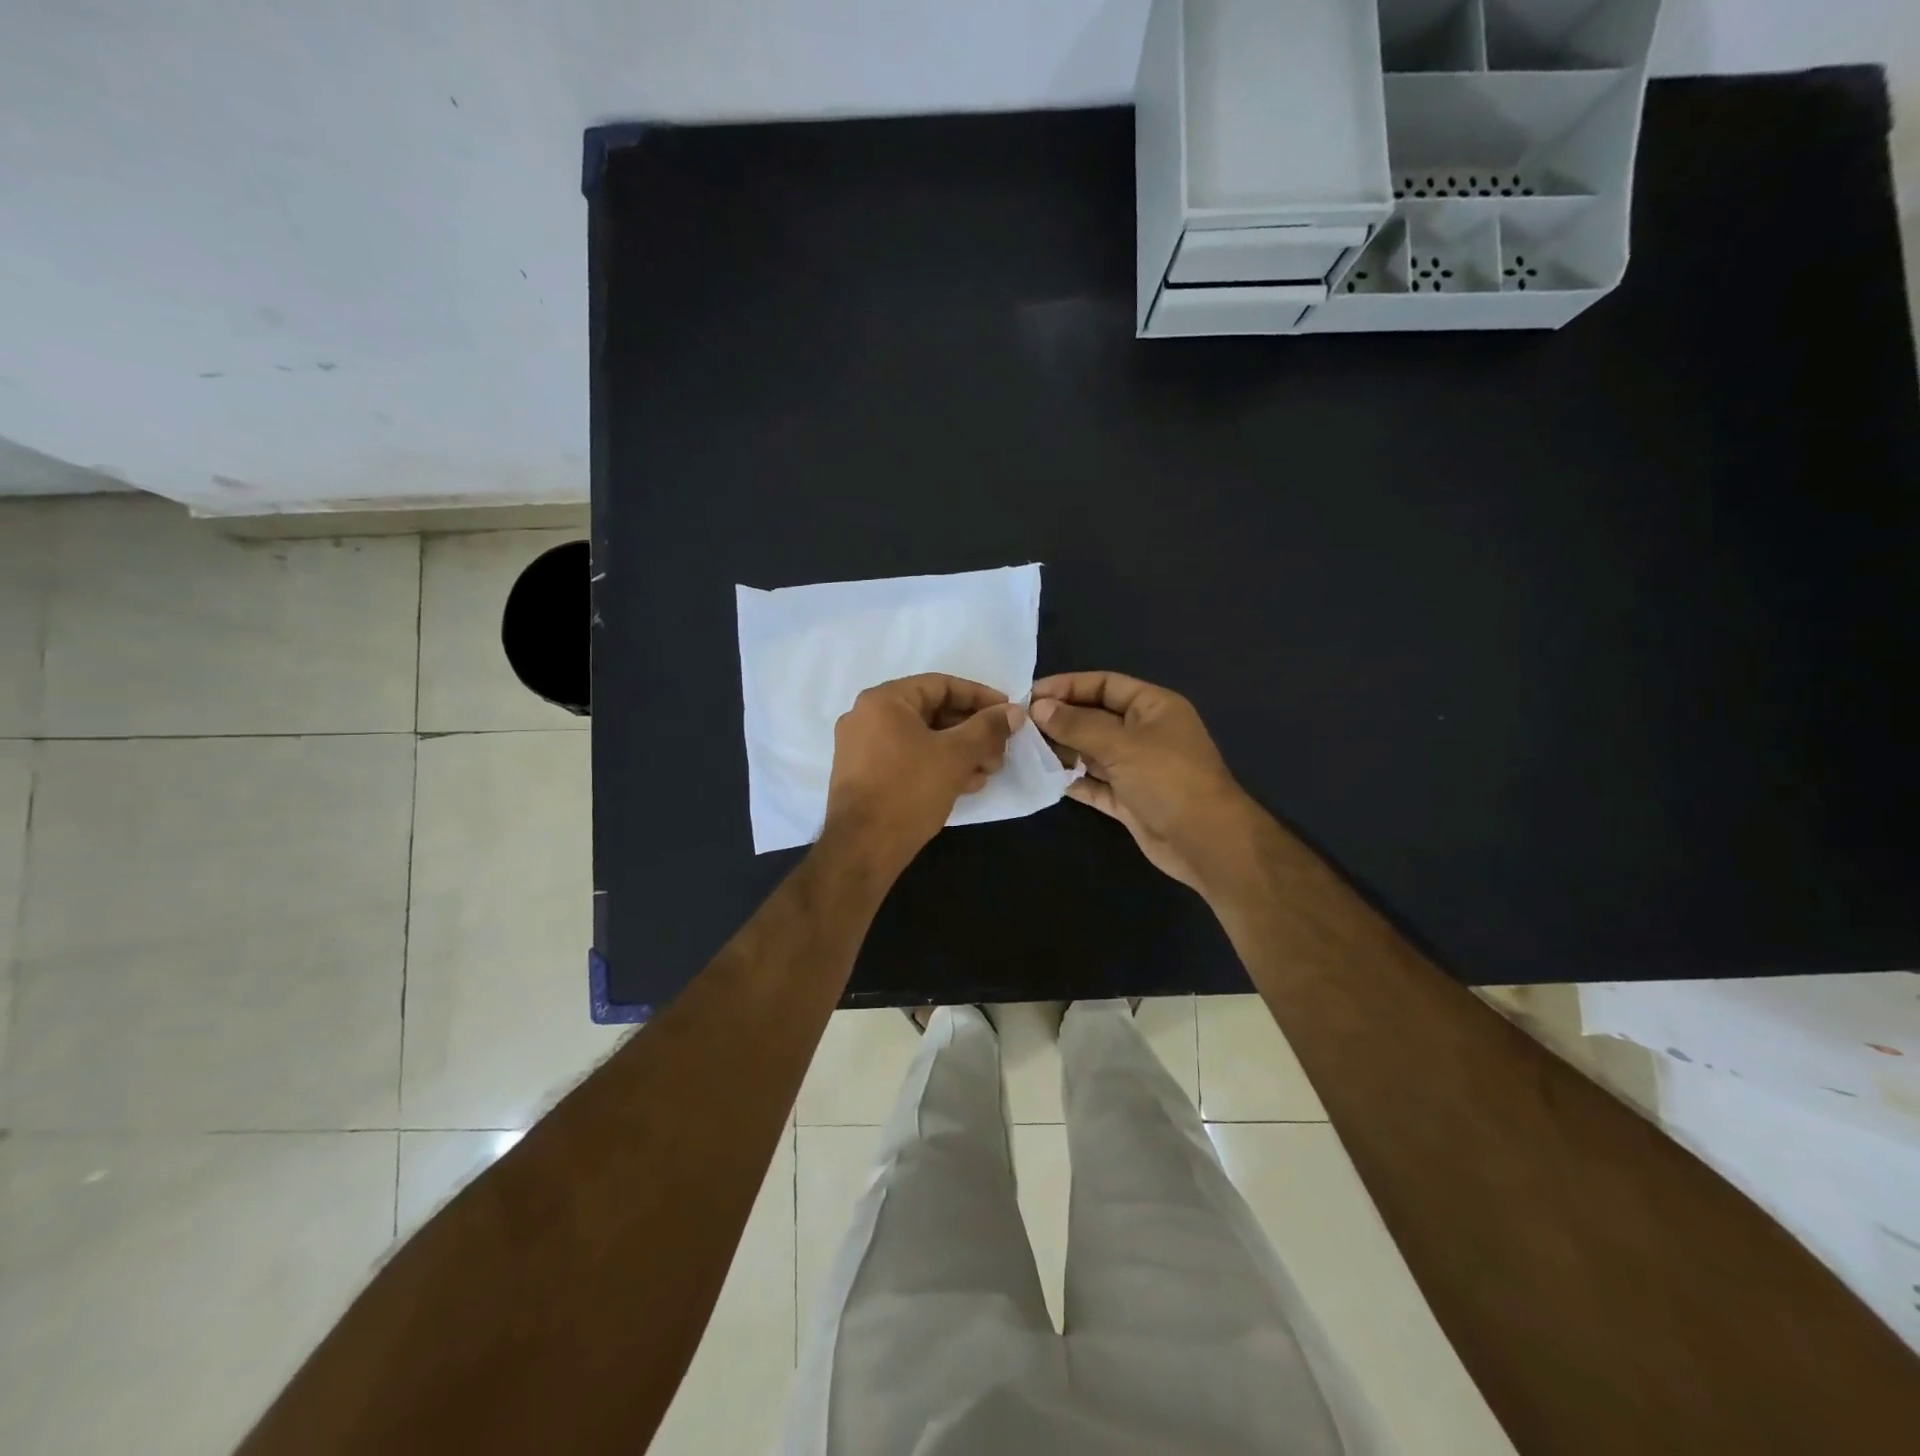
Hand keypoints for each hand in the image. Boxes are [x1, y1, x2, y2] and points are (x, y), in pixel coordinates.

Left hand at [823, 674, 1023, 871]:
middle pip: (932, 712)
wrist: (862, 848)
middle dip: (972, 731)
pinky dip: (937, 765)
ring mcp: (861, 748)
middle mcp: (867, 717)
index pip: (941, 685)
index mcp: (884, 700)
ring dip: (959, 751)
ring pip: (922, 738)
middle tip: (1000, 750)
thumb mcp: (956, 755)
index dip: (980, 697)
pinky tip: (966, 784)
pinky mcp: (864, 776)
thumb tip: (1014, 712)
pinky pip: (907, 758)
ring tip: (988, 771)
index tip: (1008, 714)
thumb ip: (987, 728)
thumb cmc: (909, 790)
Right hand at [1030, 672, 1258, 892]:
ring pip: (1093, 752)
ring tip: (1025, 749)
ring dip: (1063, 750)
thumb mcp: (1121, 744)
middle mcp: (1145, 733)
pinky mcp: (1129, 799)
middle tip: (1020, 724)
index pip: (1105, 685)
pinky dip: (1073, 780)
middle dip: (1061, 719)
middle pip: (1096, 717)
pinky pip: (1095, 784)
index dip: (1068, 686)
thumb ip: (1077, 725)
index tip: (1030, 695)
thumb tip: (1038, 707)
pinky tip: (1044, 778)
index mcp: (1153, 707)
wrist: (1205, 842)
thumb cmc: (1168, 779)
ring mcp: (1137, 768)